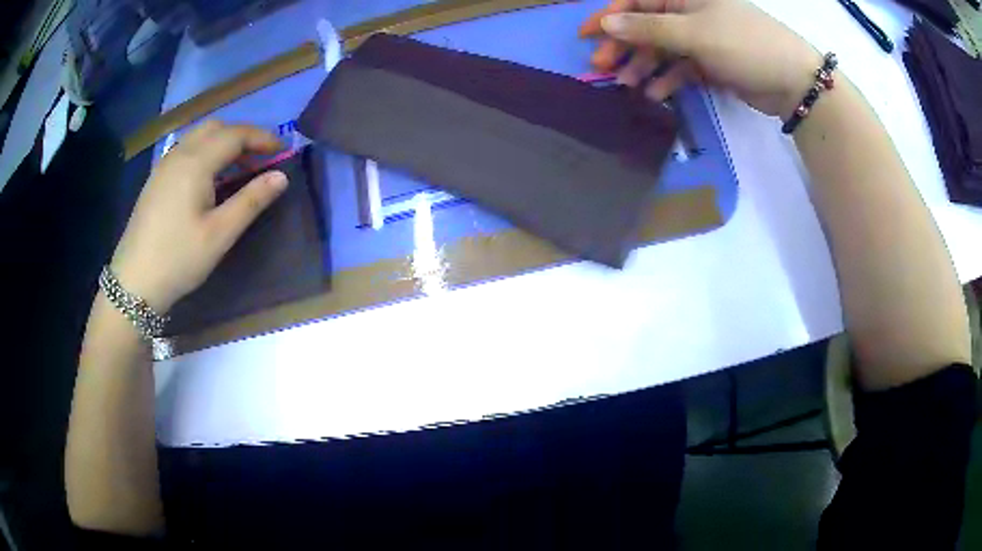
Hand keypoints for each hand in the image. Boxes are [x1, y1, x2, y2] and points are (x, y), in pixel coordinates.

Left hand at [110, 121, 287, 312]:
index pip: (235, 134)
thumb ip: (251, 201)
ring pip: (199, 136)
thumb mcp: (220, 234)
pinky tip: (209, 177)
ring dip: (223, 141)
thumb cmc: (178, 258)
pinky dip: (206, 151)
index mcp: (196, 162)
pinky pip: (186, 149)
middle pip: (216, 127)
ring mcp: (164, 165)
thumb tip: (282, 176)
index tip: (282, 150)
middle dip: (242, 135)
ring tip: (238, 166)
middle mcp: (179, 154)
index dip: (262, 138)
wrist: (133, 282)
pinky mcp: (156, 179)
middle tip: (260, 157)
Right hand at [581, 0, 821, 117]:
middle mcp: (691, 13)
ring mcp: (702, 38)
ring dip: (645, 66)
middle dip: (625, 46)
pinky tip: (657, 94)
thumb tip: (606, 23)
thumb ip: (648, 29)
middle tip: (605, 68)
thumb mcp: (694, 33)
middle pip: (647, 26)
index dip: (609, 17)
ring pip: (663, 49)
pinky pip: (682, 67)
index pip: (637, 1)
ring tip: (629, 86)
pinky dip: (669, 80)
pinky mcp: (712, 62)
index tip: (586, 36)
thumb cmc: (744, 45)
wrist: (793, 82)